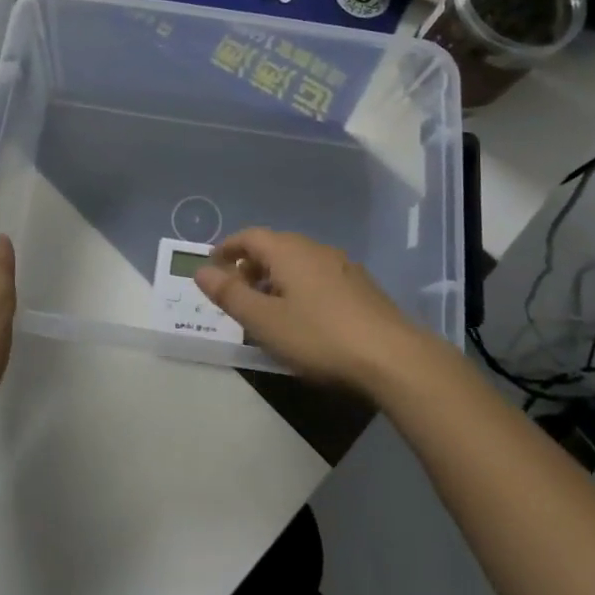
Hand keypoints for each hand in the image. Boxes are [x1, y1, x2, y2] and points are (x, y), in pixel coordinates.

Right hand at [193, 228, 431, 398]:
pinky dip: (299, 287)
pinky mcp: (362, 287)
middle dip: (251, 264)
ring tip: (266, 307)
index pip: (249, 236)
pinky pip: (319, 276)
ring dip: (276, 277)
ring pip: (298, 262)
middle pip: (275, 246)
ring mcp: (344, 266)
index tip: (212, 265)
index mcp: (289, 251)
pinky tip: (303, 317)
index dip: (227, 247)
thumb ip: (230, 294)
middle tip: (236, 290)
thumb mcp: (264, 321)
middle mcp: (315, 249)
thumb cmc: (319, 336)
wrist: (394, 358)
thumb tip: (200, 270)